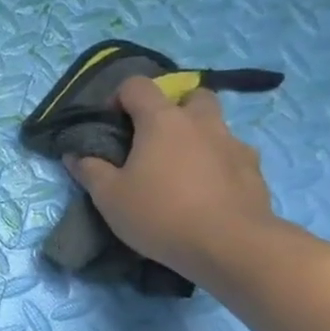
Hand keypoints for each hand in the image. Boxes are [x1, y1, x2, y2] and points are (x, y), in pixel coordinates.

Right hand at [67, 76, 276, 281]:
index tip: (112, 123)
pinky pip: (232, 154)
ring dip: (197, 136)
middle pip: (190, 96)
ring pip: (215, 125)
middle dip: (172, 109)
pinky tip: (206, 191)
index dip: (119, 97)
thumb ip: (90, 171)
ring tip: (181, 170)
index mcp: (162, 121)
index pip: (137, 85)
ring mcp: (233, 143)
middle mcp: (201, 122)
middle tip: (155, 141)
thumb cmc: (159, 214)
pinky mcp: (254, 169)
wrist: (229, 245)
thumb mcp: (109, 197)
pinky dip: (217, 163)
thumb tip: (74, 154)